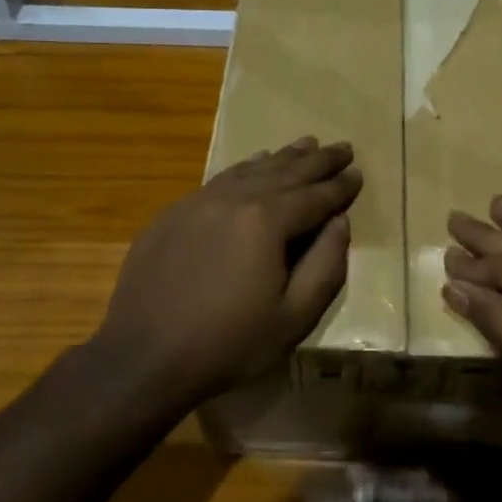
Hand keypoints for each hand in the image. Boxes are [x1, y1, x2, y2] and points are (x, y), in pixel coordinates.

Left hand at [96, 137, 361, 406]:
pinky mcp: (175, 212)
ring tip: (307, 144)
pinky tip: (255, 162)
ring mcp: (200, 201)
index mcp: (267, 222)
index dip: (340, 186)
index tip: (359, 173)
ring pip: (251, 169)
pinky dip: (246, 167)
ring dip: (284, 157)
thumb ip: (325, 265)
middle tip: (343, 147)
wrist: (143, 357)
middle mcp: (234, 199)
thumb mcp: (293, 317)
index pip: (315, 196)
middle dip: (318, 160)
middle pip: (286, 172)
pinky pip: (220, 179)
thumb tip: (340, 222)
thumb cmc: (227, 344)